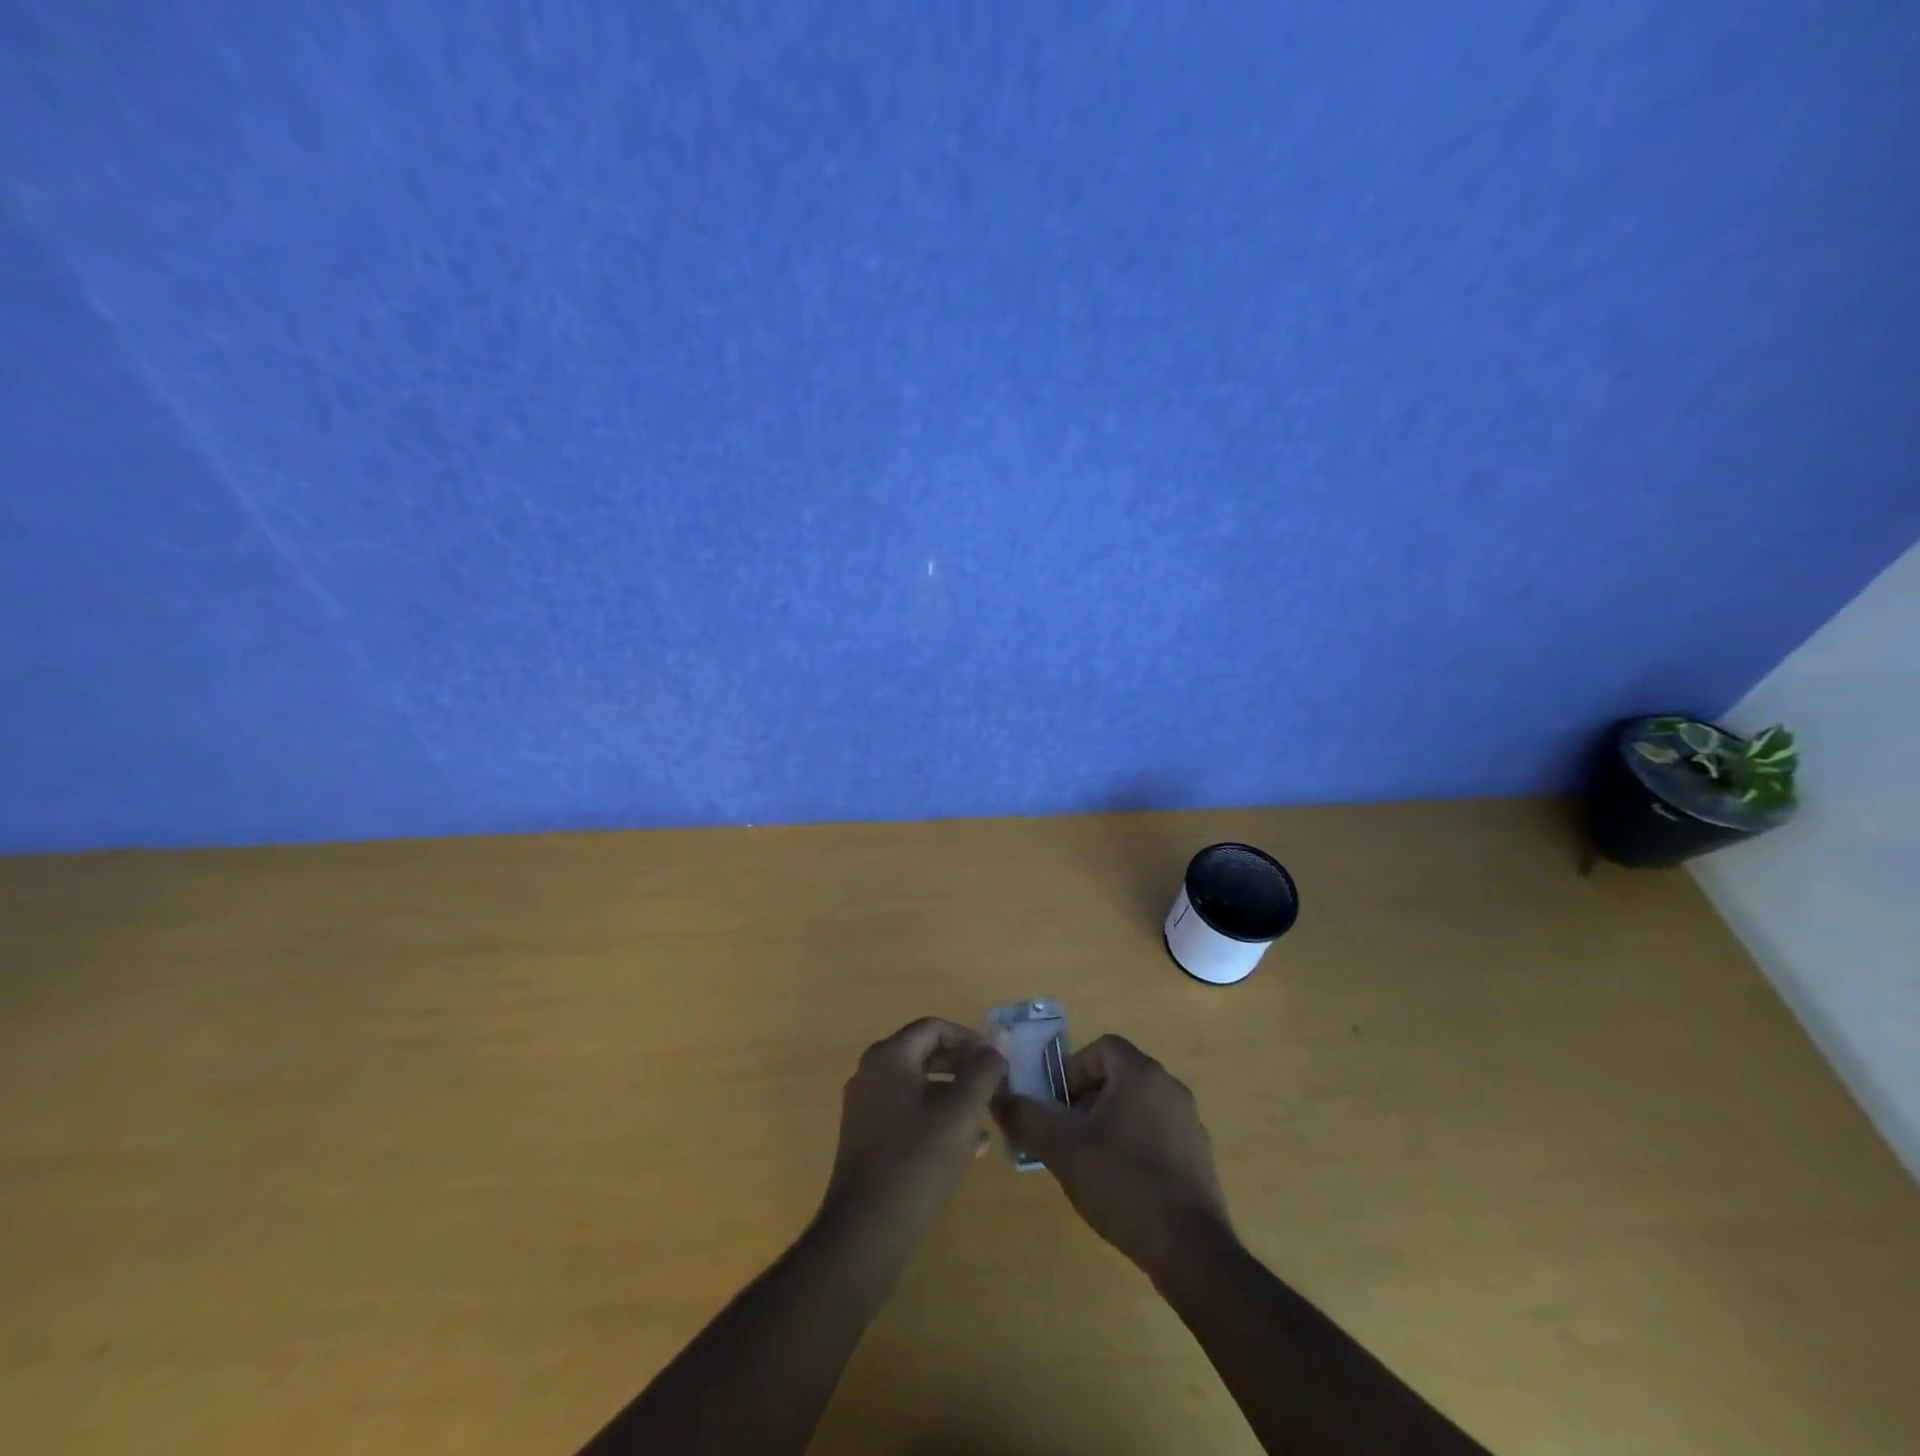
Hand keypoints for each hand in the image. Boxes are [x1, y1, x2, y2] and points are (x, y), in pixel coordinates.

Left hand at [819, 1017, 1005, 1250]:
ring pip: (918, 1087)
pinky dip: (936, 1118)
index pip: (933, 1028)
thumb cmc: (916, 1161)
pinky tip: (969, 1147)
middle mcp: (871, 1075)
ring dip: (953, 1095)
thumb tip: (997, 1044)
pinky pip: (907, 1113)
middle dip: (962, 1066)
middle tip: (994, 1084)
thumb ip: (982, 1072)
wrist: (866, 1231)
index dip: (968, 1038)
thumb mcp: (959, 1113)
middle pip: (923, 1054)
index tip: (996, 1059)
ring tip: (986, 1117)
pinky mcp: (867, 1139)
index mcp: (888, 1058)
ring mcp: (865, 1108)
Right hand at [992, 1034, 1235, 1281]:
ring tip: (1089, 1161)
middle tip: (1066, 1132)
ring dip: (1109, 1122)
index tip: (1057, 1104)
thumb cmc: (1124, 1184)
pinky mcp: (1199, 1158)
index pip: (1102, 1047)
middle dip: (1087, 1098)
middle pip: (1119, 1076)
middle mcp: (1170, 1088)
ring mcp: (1190, 1124)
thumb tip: (999, 1098)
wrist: (1191, 1251)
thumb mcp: (1063, 1150)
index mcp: (1142, 1075)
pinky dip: (1134, 1145)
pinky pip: (1158, 1134)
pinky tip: (1121, 1185)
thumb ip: (1027, 1118)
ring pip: (1138, 1106)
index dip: (1073, 1069)